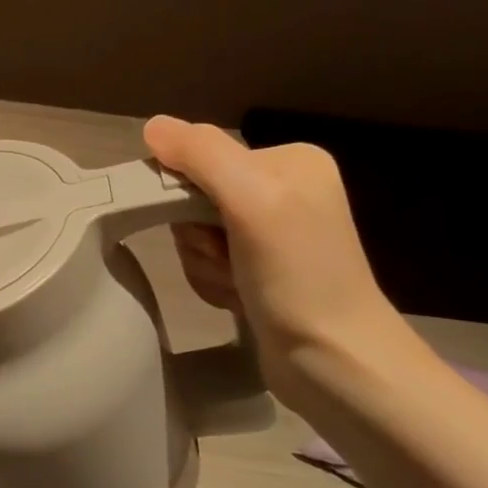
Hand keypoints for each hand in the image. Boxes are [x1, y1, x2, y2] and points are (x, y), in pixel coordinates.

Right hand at [143, 116, 424, 410]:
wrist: (335, 362)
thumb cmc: (298, 275)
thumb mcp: (252, 200)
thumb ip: (202, 154)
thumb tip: (152, 125)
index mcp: (289, 161)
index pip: (200, 157)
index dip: (184, 193)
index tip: (208, 226)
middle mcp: (281, 190)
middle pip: (192, 196)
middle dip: (195, 234)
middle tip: (225, 258)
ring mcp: (270, 233)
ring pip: (193, 233)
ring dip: (201, 262)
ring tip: (236, 284)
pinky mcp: (259, 270)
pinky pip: (204, 261)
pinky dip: (211, 281)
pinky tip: (238, 298)